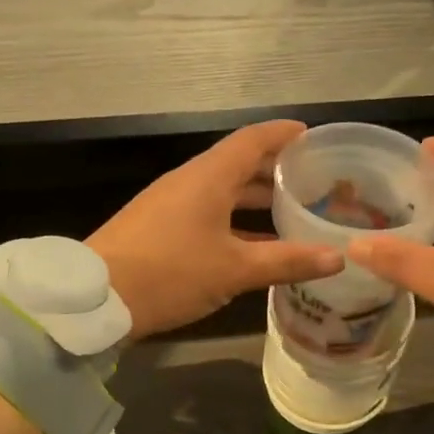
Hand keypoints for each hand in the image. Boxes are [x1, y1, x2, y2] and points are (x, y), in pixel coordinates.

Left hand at [89, 120, 342, 339]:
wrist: (96, 298)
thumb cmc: (170, 273)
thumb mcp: (234, 270)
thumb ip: (287, 261)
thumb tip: (338, 258)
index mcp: (208, 177)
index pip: (253, 140)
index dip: (284, 134)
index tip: (313, 135)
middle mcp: (189, 181)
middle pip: (238, 164)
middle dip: (275, 169)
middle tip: (313, 179)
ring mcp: (170, 204)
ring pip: (222, 190)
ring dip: (255, 197)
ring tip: (291, 210)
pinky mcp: (159, 227)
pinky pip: (206, 212)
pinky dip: (234, 219)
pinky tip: (253, 242)